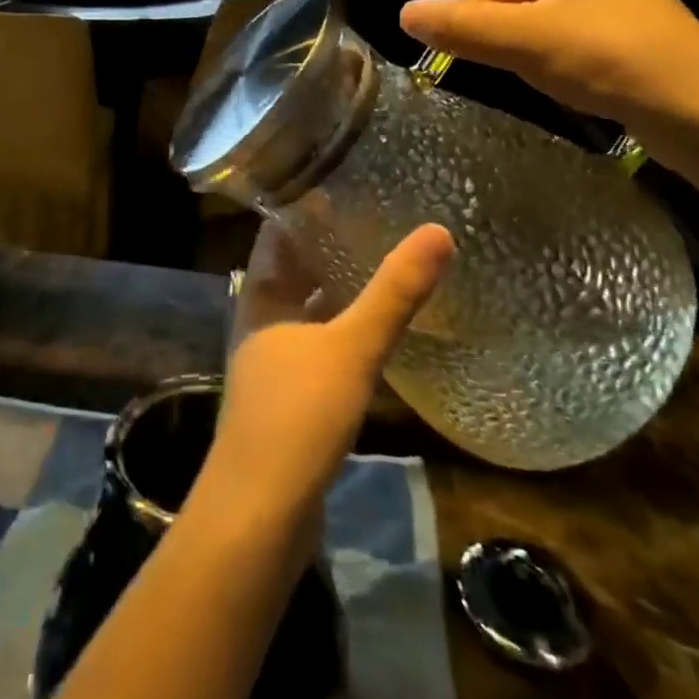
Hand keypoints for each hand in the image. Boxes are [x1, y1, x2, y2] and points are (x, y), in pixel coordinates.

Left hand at [201, 223, 453, 536]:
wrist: (259, 515)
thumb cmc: (296, 416)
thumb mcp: (351, 347)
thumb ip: (394, 293)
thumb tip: (438, 231)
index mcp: (260, 297)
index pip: (276, 233)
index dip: (304, 206)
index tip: (345, 182)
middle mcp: (260, 323)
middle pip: (294, 270)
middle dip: (330, 246)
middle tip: (379, 218)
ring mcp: (273, 363)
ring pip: (308, 310)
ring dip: (339, 289)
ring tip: (385, 264)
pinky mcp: (289, 399)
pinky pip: (319, 347)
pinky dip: (344, 331)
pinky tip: (376, 332)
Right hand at [399, 0, 698, 134]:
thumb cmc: (611, 60)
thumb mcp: (527, 42)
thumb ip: (461, 27)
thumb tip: (403, 14)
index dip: (479, 16)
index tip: (505, 51)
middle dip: (507, 31)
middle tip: (536, 62)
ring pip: (526, 15)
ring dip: (526, 47)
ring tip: (559, 70)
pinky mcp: (614, 21)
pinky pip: (554, 29)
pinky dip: (550, 55)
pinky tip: (574, 76)